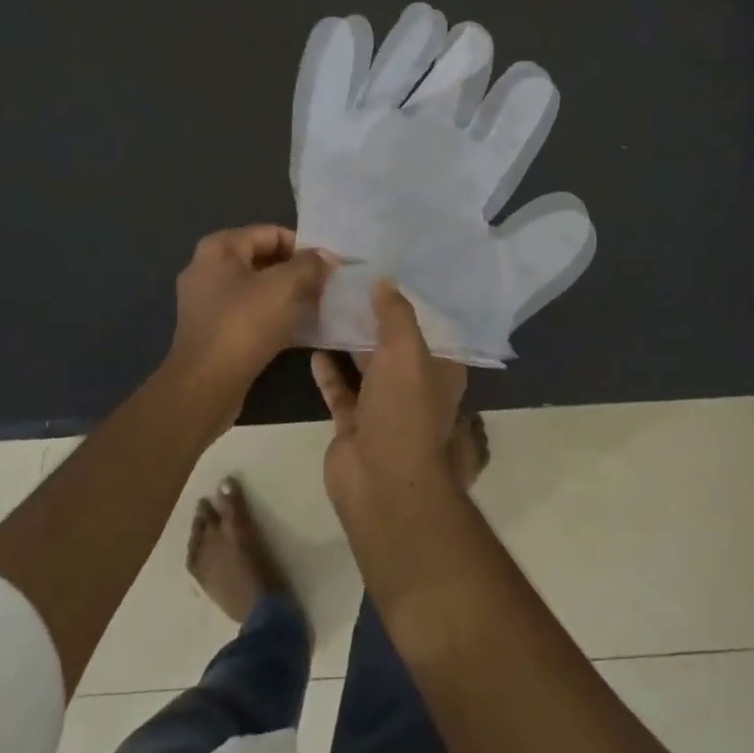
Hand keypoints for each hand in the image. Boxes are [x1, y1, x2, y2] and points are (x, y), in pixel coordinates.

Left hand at [168, 225, 333, 424]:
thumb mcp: (284, 287)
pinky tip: (299, 331)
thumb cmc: (244, 325)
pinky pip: (250, 313)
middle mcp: (207, 269)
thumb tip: (325, 257)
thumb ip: (309, 265)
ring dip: (287, 296)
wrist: (205, 386)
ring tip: (317, 307)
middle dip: (296, 272)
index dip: (303, 247)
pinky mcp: (213, 331)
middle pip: (263, 260)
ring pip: (257, 289)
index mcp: (219, 248)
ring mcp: (207, 302)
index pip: (271, 233)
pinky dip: (273, 317)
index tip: (328, 267)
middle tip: (326, 287)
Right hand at [312, 279, 467, 527]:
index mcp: (439, 368)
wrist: (381, 482)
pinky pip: (340, 389)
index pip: (430, 326)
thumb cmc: (404, 410)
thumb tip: (385, 280)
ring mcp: (383, 407)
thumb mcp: (406, 350)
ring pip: (366, 365)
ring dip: (350, 340)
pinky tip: (313, 345)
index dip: (413, 300)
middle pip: (394, 343)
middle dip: (375, 316)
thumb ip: (395, 313)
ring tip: (327, 305)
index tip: (389, 270)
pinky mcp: (354, 424)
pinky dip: (329, 370)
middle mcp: (415, 385)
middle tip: (349, 281)